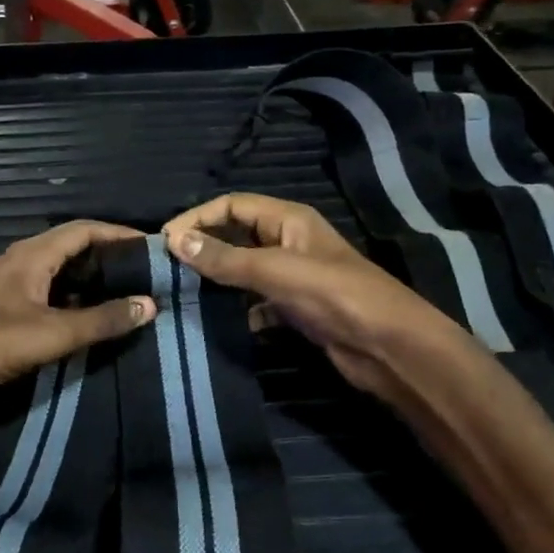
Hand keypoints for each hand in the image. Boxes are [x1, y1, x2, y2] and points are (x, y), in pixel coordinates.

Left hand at [0, 222, 156, 428]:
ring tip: (129, 290)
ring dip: (93, 277)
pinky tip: (93, 314)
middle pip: (73, 246)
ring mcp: (13, 284)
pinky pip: (51, 290)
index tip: (153, 245)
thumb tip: (150, 304)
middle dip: (110, 254)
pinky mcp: (9, 307)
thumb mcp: (53, 334)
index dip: (119, 233)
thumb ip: (102, 320)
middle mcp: (23, 261)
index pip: (84, 229)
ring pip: (62, 270)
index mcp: (32, 255)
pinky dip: (76, 296)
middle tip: (146, 270)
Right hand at [162, 194, 465, 402]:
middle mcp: (289, 242)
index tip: (165, 241)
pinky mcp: (296, 309)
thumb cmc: (335, 296)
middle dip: (204, 247)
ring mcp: (294, 277)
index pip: (233, 205)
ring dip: (218, 279)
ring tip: (183, 293)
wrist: (388, 346)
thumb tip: (174, 241)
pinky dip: (238, 309)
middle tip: (168, 268)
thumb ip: (225, 258)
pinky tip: (219, 321)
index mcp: (289, 220)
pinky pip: (257, 301)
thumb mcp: (276, 271)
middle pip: (237, 235)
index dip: (198, 218)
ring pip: (245, 270)